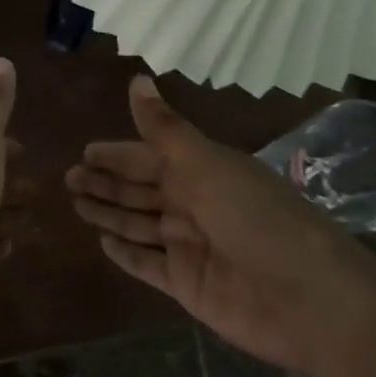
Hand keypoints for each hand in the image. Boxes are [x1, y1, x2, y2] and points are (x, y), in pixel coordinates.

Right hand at [67, 75, 372, 371]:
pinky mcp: (187, 284)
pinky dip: (126, 254)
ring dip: (109, 213)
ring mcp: (190, 246)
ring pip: (138, 224)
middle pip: (140, 190)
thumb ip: (164, 128)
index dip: (118, 154)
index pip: (150, 157)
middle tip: (68, 178)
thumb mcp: (206, 164)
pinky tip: (103, 243)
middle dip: (106, 183)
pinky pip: (147, 264)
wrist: (307, 298)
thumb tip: (136, 78)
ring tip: (76, 205)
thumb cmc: (255, 218)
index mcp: (203, 171)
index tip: (84, 151)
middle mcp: (194, 205)